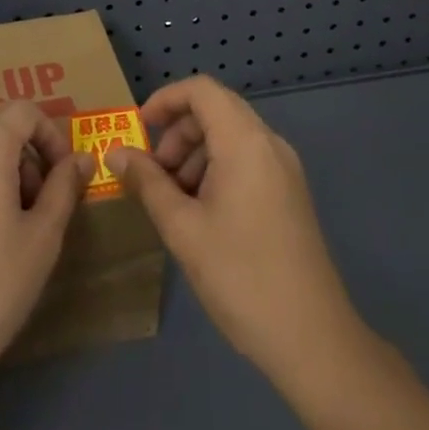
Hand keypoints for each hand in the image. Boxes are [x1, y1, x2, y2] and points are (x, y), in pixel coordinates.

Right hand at [106, 75, 362, 387]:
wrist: (313, 339)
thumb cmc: (240, 276)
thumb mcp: (182, 228)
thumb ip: (146, 182)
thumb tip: (115, 153)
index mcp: (245, 142)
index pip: (202, 90)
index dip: (165, 99)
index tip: (139, 130)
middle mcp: (269, 144)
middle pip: (216, 110)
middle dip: (177, 132)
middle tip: (153, 173)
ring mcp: (285, 169)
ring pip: (230, 136)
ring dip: (194, 152)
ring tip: (173, 198)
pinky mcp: (290, 193)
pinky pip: (246, 159)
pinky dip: (216, 168)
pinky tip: (201, 211)